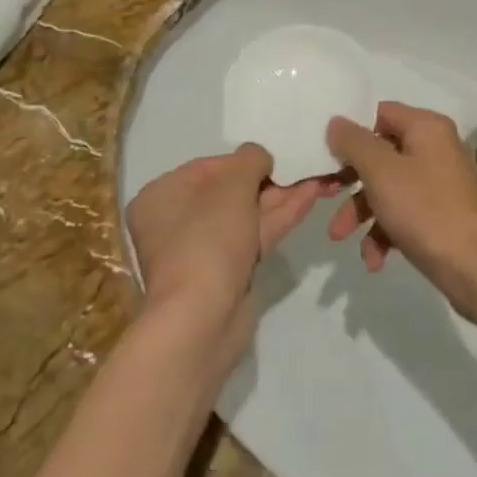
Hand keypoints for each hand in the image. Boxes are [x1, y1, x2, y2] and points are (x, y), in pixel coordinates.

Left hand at [126, 145, 323, 345]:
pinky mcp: (225, 275)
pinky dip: (277, 220)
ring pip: (245, 216)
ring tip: (315, 180)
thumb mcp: (233, 185)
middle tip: (299, 168)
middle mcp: (175, 222)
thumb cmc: (208, 238)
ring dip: (279, 199)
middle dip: (267, 182)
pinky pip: (252, 237)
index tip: (271, 158)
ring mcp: (201, 252)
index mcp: (161, 196)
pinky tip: (308, 200)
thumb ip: (250, 160)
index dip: (242, 161)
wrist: (202, 319)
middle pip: (228, 192)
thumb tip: (258, 157)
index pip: (206, 167)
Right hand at [324, 103, 476, 317]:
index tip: (327, 156)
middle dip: (349, 180)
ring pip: (388, 188)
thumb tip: (336, 121)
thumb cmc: (426, 210)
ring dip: (361, 212)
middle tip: (323, 196)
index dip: (351, 133)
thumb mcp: (381, 172)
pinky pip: (404, 215)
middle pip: (380, 154)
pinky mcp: (440, 216)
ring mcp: (439, 184)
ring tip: (340, 238)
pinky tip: (373, 260)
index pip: (379, 113)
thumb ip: (354, 143)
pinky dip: (384, 233)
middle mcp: (435, 149)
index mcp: (426, 127)